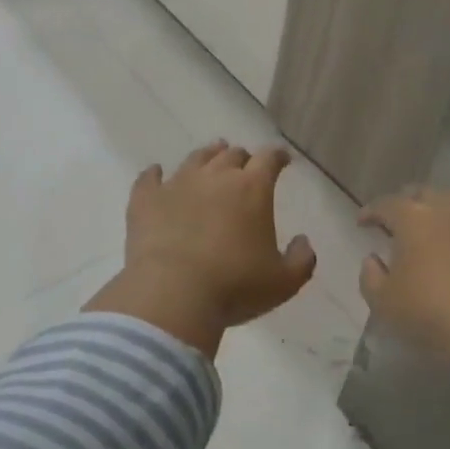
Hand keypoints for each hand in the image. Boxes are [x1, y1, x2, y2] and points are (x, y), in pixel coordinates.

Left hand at [86, 141, 316, 355]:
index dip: (277, 156)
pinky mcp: (146, 200)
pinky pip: (149, 178)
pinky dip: (154, 174)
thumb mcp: (283, 283)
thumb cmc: (235, 287)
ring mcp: (177, 184)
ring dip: (207, 157)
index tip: (282, 159)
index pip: (269, 158)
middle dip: (242, 158)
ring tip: (210, 158)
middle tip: (245, 166)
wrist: (173, 294)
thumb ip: (301, 260)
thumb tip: (303, 242)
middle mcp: (215, 177)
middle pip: (231, 155)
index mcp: (252, 189)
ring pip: (195, 159)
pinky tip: (155, 173)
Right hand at [359, 189, 449, 359]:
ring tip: (439, 232)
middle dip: (410, 205)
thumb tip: (374, 260)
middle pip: (425, 195)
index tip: (364, 223)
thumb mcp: (384, 302)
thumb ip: (371, 276)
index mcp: (414, 217)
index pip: (385, 204)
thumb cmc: (430, 311)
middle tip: (401, 223)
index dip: (371, 212)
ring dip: (445, 214)